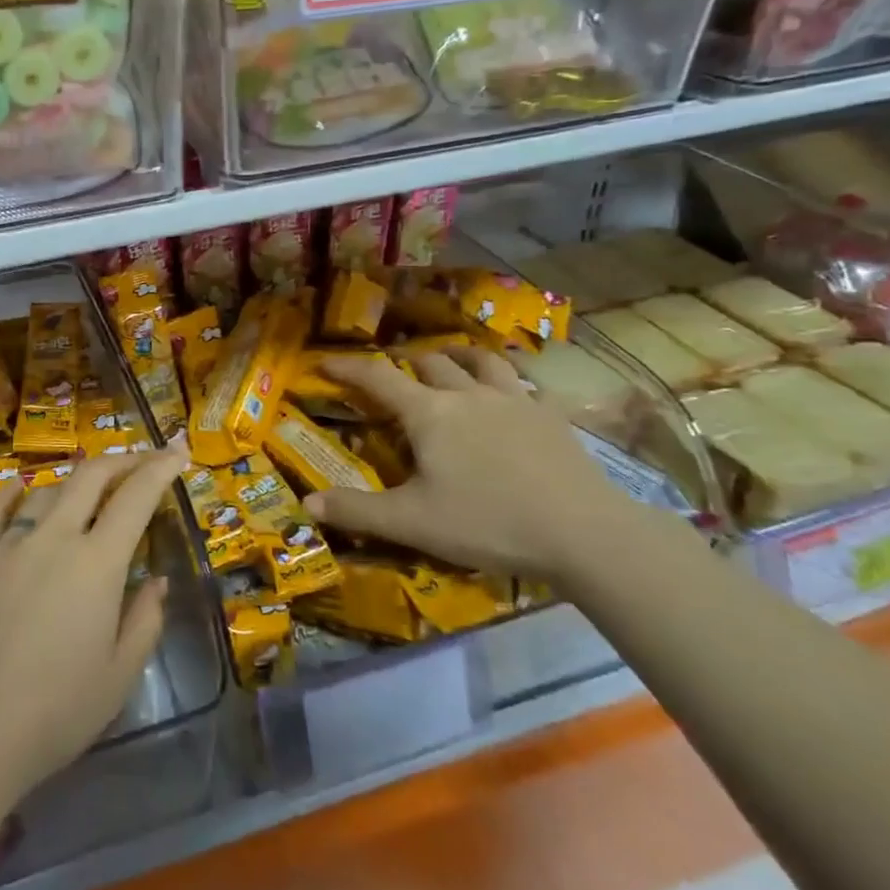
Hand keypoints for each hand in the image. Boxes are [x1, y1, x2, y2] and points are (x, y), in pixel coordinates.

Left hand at [0, 446, 184, 808]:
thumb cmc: (52, 715)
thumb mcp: (118, 678)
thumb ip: (144, 621)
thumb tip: (155, 580)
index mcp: (97, 564)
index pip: (136, 497)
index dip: (159, 468)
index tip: (176, 452)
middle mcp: (54, 538)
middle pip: (90, 477)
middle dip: (121, 461)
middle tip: (140, 461)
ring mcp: (6, 544)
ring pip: (46, 491)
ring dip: (73, 482)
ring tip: (86, 489)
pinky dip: (13, 492)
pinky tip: (21, 487)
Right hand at [310, 348, 647, 583]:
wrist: (582, 533)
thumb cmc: (487, 523)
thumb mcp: (412, 523)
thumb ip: (357, 511)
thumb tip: (306, 504)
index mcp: (429, 414)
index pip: (378, 378)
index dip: (348, 367)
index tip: (325, 361)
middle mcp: (468, 394)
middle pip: (431, 363)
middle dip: (406, 363)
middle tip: (394, 373)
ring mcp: (515, 400)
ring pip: (482, 361)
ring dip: (460, 356)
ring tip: (451, 359)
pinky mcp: (552, 416)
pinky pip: (528, 385)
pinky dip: (512, 381)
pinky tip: (515, 394)